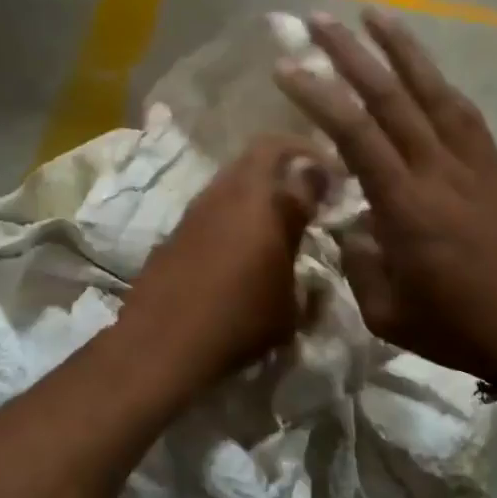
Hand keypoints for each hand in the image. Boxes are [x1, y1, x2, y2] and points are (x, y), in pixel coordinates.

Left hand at [119, 135, 330, 391]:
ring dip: (257, 189)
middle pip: (260, 154)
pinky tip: (239, 248)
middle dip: (287, 162)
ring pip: (232, 179)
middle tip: (306, 188)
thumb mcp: (289, 304)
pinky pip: (212, 207)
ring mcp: (196, 209)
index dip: (321, 164)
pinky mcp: (175, 230)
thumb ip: (303, 265)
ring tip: (275, 221)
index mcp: (263, 201)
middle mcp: (228, 193)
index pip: (298, 160)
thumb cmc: (239, 321)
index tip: (335, 181)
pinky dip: (232, 214)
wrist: (161, 343)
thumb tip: (312, 256)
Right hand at [274, 11, 496, 382]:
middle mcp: (439, 172)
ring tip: (376, 14)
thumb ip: (360, 260)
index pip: (356, 136)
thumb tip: (354, 222)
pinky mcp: (495, 169)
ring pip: (435, 93)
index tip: (287, 69)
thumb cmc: (455, 328)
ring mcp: (473, 165)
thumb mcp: (385, 313)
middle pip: (392, 99)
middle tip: (320, 20)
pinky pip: (465, 114)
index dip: (319, 97)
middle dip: (352, 55)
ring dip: (404, 49)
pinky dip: (440, 84)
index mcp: (407, 208)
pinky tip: (425, 69)